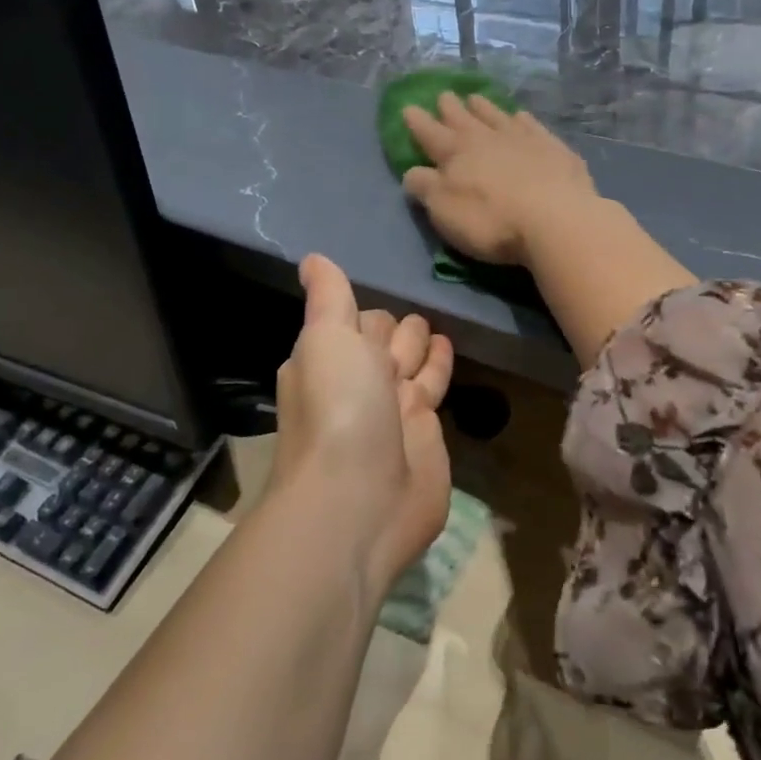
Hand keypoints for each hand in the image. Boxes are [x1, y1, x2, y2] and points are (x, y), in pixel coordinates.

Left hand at [272, 254, 452, 590]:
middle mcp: (358, 383)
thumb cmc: (338, 410)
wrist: (359, 501)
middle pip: (386, 341)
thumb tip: (310, 258)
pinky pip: (435, 390)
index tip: (382, 308)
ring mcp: (393, 410)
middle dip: (398, 330)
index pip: (357, 320)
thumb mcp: (327, 339)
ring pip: (411, 364)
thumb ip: (328, 297)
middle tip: (415, 322)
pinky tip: (450, 350)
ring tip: (436, 330)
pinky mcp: (425, 435)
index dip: (370, 316)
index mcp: (328, 359)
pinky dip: (440, 369)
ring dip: (421, 345)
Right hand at [401, 93, 601, 266]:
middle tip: (444, 95)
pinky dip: (522, 120)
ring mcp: (523, 139)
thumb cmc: (492, 221)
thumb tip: (413, 172)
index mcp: (456, 153)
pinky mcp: (553, 148)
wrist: (557, 219)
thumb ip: (426, 188)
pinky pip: (532, 126)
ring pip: (497, 116)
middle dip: (450, 108)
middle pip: (464, 118)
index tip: (408, 108)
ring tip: (475, 98)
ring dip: (484, 107)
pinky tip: (521, 116)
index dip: (417, 122)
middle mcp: (487, 138)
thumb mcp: (445, 211)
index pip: (430, 133)